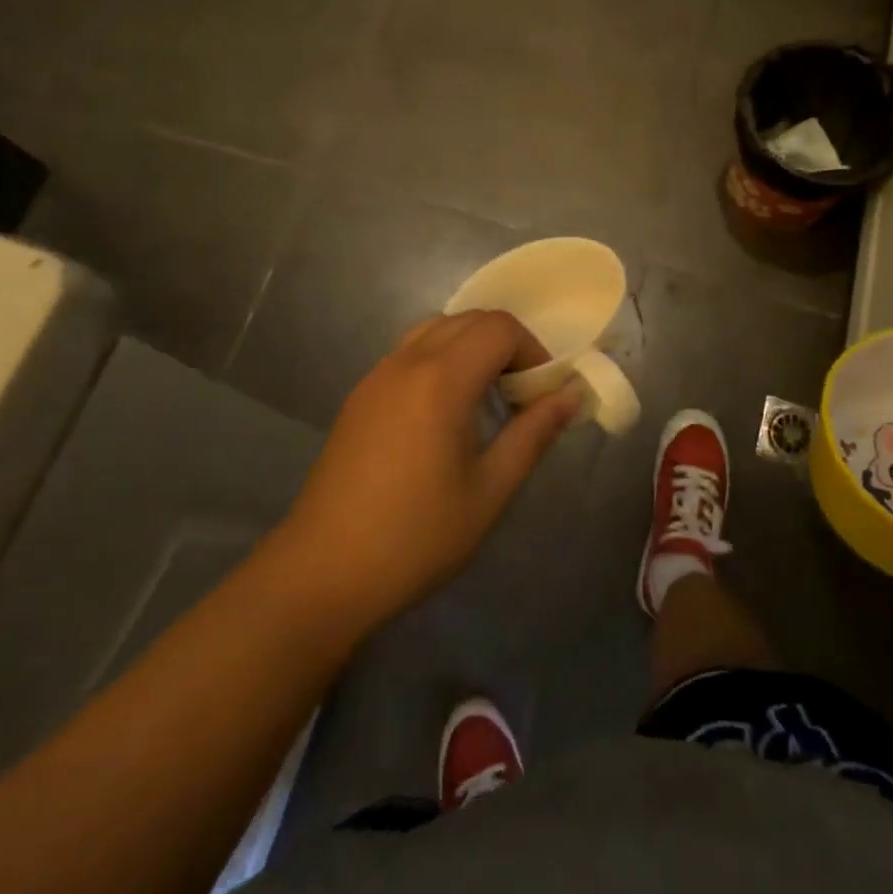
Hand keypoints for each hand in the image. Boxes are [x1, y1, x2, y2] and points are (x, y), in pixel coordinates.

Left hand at [282, 311, 582, 631]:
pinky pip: (410, 351)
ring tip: (483, 401)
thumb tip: (570, 395)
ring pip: (436, 329)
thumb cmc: (416, 537)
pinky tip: (443, 414)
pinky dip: (441, 359)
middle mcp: (406, 362)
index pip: (500, 328)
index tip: (540, 396)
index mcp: (441, 379)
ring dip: (471, 348)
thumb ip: (533, 434)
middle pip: (469, 320)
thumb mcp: (489, 491)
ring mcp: (377, 375)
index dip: (532, 351)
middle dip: (506, 345)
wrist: (322, 573)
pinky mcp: (360, 395)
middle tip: (519, 397)